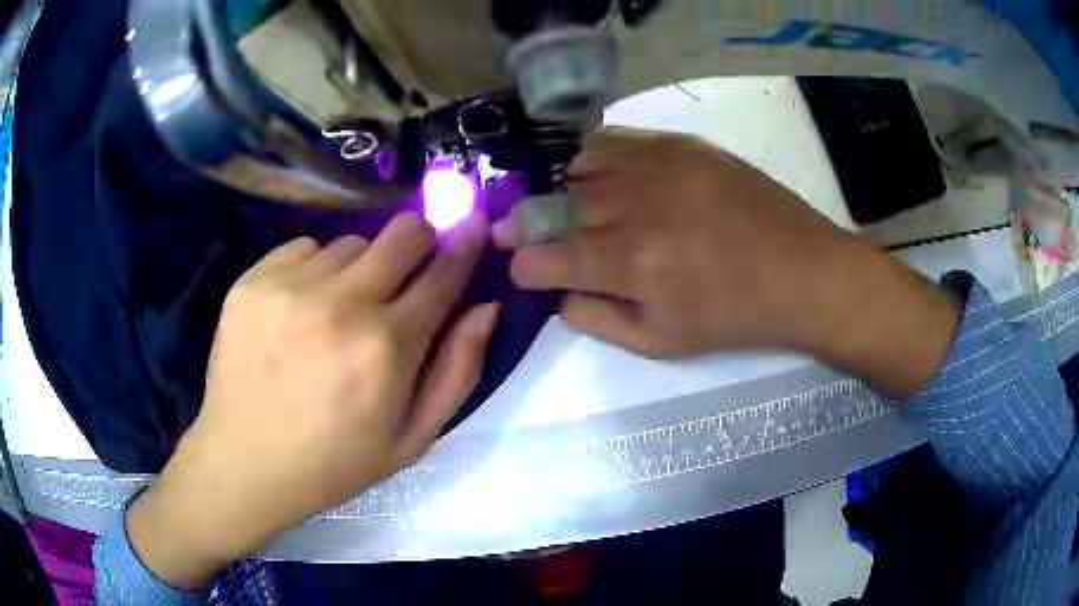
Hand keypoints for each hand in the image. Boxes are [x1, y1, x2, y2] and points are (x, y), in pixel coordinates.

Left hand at [127, 213, 495, 587]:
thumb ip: (458, 370)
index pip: (443, 273)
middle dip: (419, 243)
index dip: (465, 245)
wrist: (244, 462)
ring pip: (350, 243)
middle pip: (403, 232)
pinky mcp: (252, 281)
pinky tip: (299, 310)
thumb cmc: (335, 461)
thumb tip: (486, 307)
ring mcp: (290, 287)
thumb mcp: (412, 438)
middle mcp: (341, 304)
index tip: (474, 225)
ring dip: (358, 268)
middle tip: (406, 272)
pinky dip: (312, 269)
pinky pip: (303, 247)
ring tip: (337, 311)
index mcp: (387, 348)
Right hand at [495, 130, 958, 393]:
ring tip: (570, 206)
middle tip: (518, 232)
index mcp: (630, 265)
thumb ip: (596, 319)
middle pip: (554, 208)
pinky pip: (614, 140)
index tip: (518, 268)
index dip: (522, 265)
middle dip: (527, 225)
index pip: (546, 257)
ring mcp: (658, 166)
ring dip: (562, 190)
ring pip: (578, 168)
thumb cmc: (735, 318)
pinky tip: (602, 177)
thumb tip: (556, 292)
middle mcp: (635, 207)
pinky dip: (594, 159)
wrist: (803, 272)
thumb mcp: (661, 342)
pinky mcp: (680, 144)